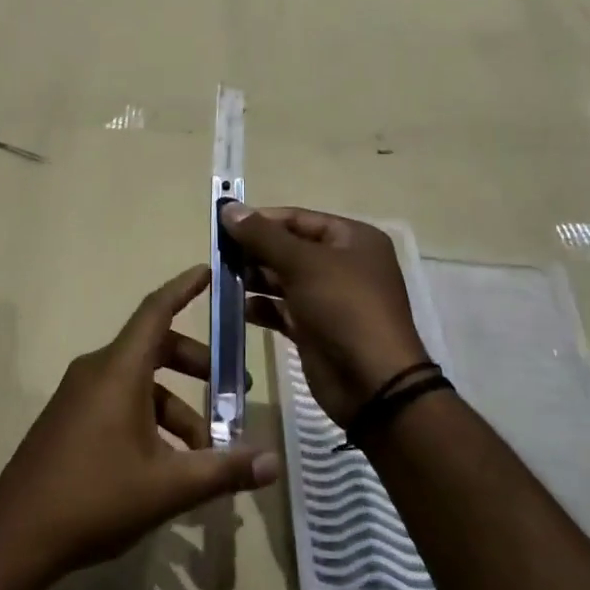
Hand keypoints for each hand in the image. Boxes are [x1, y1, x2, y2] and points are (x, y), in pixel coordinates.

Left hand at [0, 266, 280, 583]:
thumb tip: (274, 462)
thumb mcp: (168, 487)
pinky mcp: (69, 419)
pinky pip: (118, 401)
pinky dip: (150, 418)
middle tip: (233, 392)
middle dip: (197, 366)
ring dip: (176, 407)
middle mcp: (96, 371)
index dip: (184, 287)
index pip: (156, 311)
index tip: (210, 269)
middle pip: (154, 349)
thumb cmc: (95, 498)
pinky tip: (167, 464)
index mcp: (118, 371)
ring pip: (139, 383)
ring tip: (205, 451)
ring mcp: (78, 395)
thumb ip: (223, 469)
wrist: (16, 535)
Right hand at [220, 203, 430, 424]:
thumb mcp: (302, 263)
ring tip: (222, 281)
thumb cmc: (343, 307)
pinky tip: (239, 309)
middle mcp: (343, 264)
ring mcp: (329, 298)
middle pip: (289, 248)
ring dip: (254, 279)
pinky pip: (283, 310)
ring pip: (283, 279)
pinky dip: (262, 308)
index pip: (298, 218)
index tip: (224, 226)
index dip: (261, 220)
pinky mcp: (315, 328)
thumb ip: (262, 236)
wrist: (371, 382)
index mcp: (352, 239)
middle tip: (218, 256)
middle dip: (254, 252)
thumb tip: (228, 207)